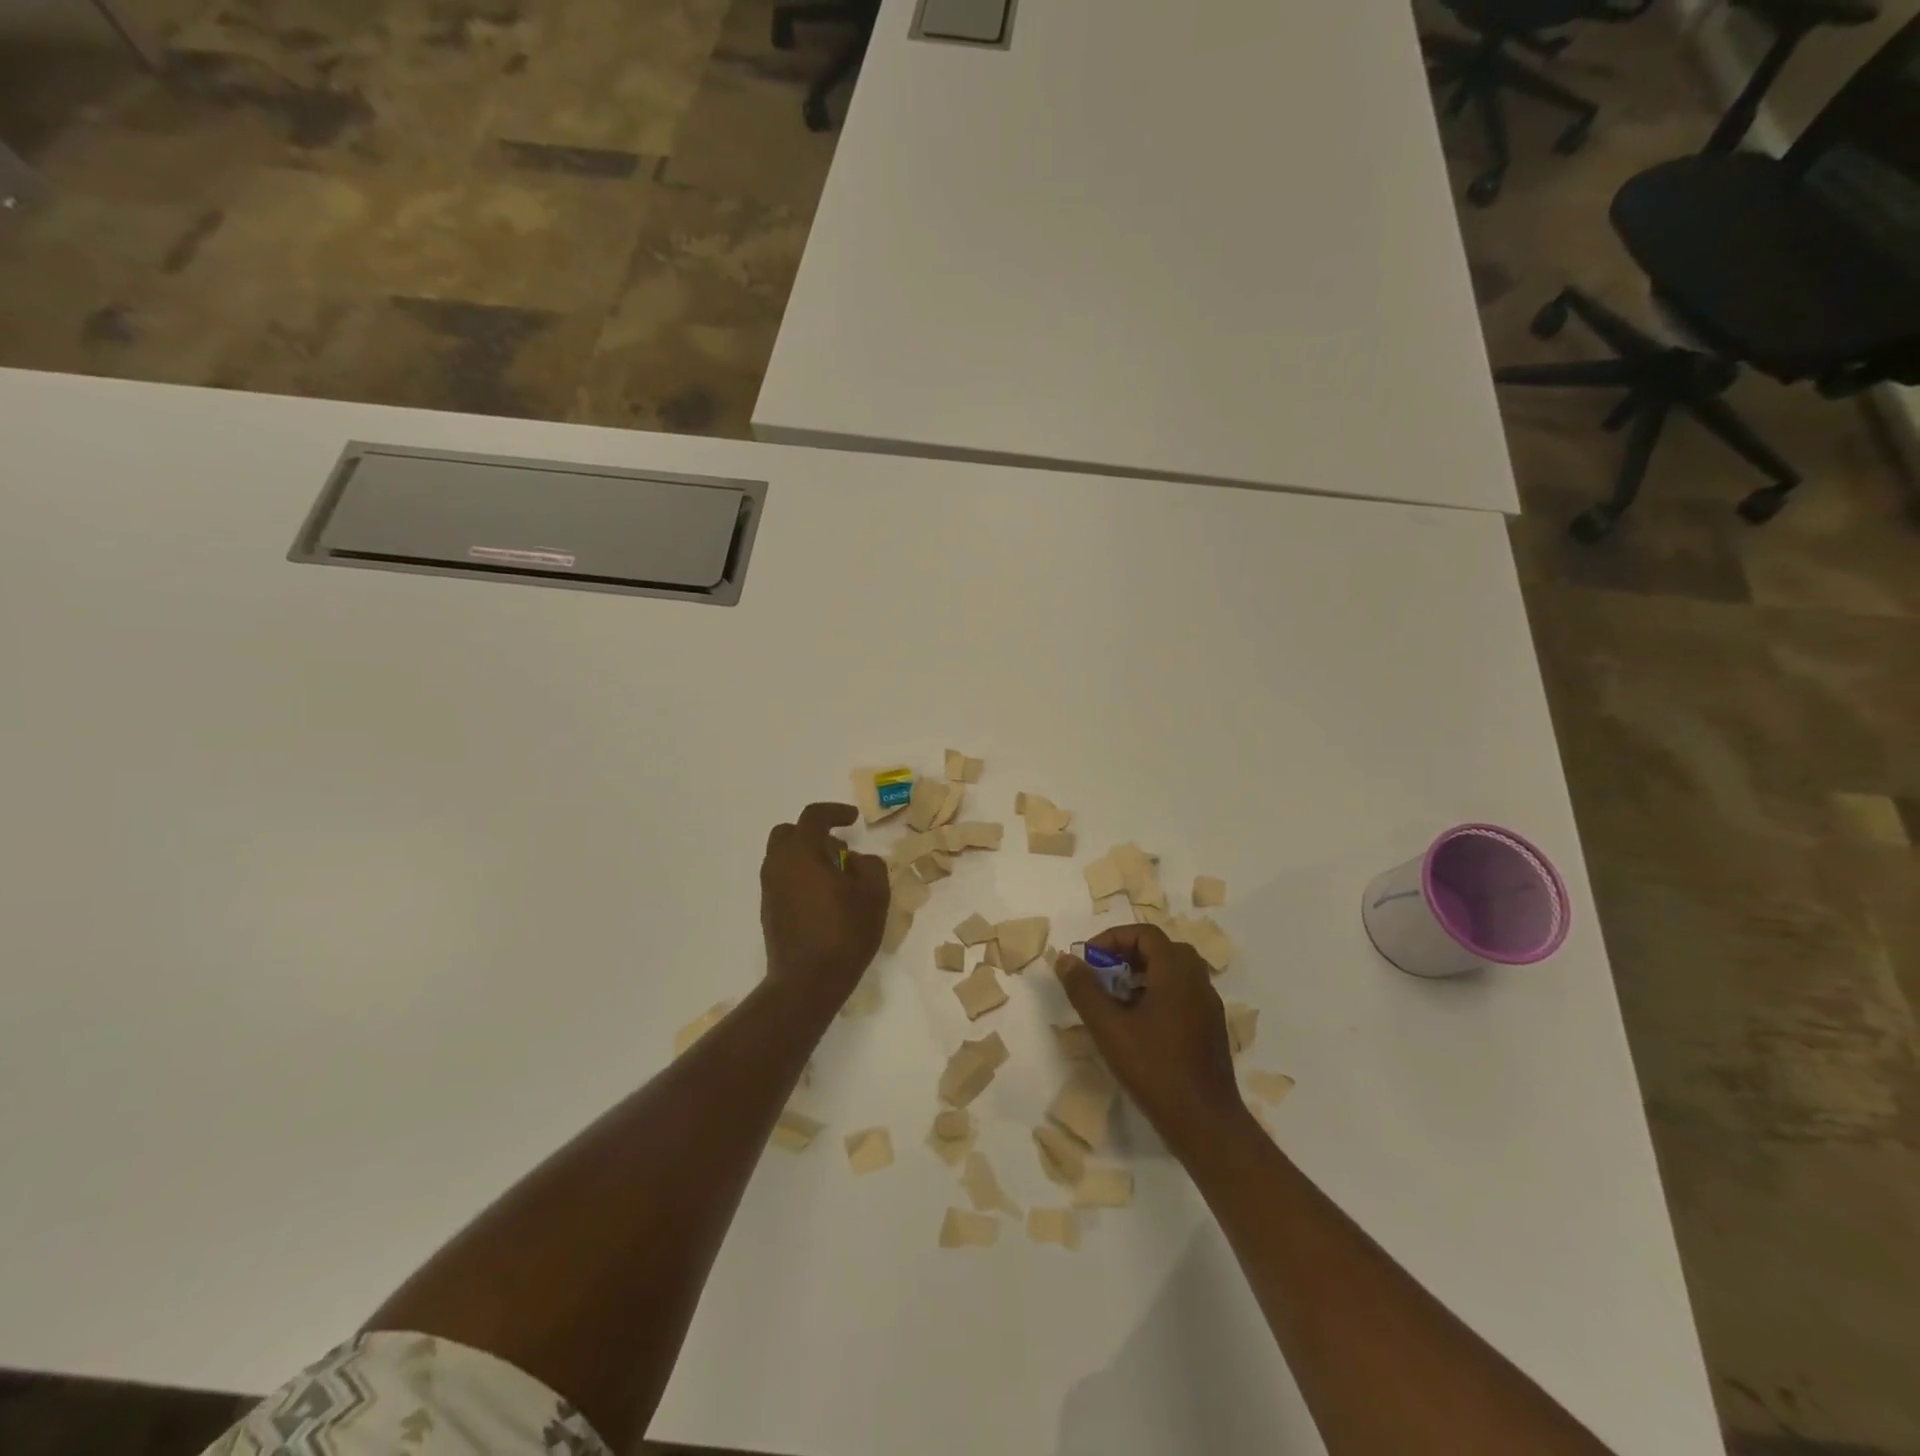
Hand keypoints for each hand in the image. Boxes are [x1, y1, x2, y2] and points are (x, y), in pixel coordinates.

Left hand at [760, 802, 889, 1008]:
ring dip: (807, 857)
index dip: (835, 812)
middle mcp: (778, 865)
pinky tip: (824, 899)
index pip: (813, 816)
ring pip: (783, 857)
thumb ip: (870, 865)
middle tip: (839, 849)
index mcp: (801, 852)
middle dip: (813, 833)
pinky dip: (800, 877)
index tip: (853, 819)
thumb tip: (856, 860)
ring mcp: (769, 889)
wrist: (807, 981)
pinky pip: (782, 880)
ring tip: (836, 877)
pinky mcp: (769, 911)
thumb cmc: (844, 932)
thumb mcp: (874, 894)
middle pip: (788, 833)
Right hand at [1055, 925, 1246, 1151]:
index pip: (1144, 934)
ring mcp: (1208, 1004)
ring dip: (1141, 975)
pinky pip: (1182, 994)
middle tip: (1101, 974)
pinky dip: (1157, 994)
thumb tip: (1065, 959)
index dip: (1112, 939)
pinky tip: (1137, 1024)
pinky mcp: (1210, 1027)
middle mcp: (1197, 979)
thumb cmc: (1154, 1068)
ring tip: (1114, 999)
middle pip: (1160, 949)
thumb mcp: (1109, 1027)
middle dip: (1126, 955)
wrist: (1205, 1122)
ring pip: (1172, 972)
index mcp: (1176, 970)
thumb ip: (1084, 989)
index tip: (1088, 960)